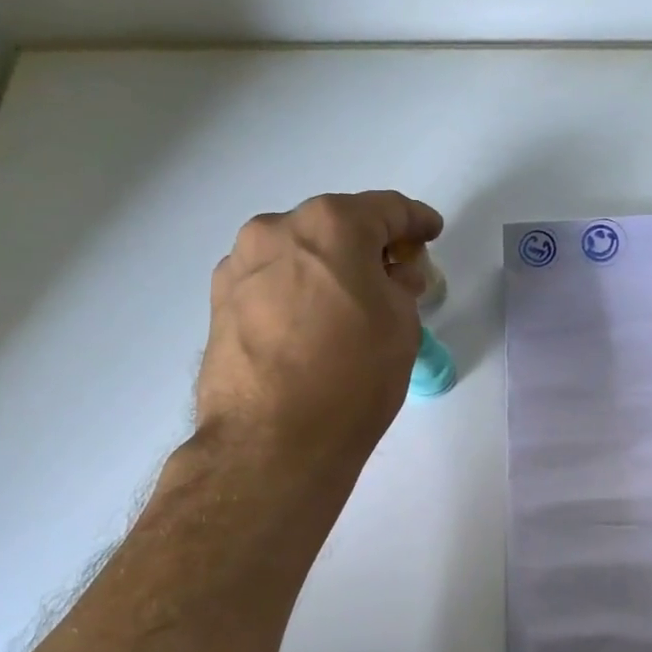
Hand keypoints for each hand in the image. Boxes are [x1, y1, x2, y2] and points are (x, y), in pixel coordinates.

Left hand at [189, 191, 442, 475]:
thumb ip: (400, 286)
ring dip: (328, 268)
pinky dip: (297, 291)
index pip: (386, 209)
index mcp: (331, 225)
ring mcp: (241, 265)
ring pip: (298, 253)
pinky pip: (272, 282)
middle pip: (336, 226)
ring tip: (348, 306)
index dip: (416, 221)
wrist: (272, 441)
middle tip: (394, 277)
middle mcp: (277, 229)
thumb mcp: (402, 327)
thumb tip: (387, 277)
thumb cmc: (352, 378)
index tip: (431, 231)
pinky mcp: (219, 302)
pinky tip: (310, 325)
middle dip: (369, 246)